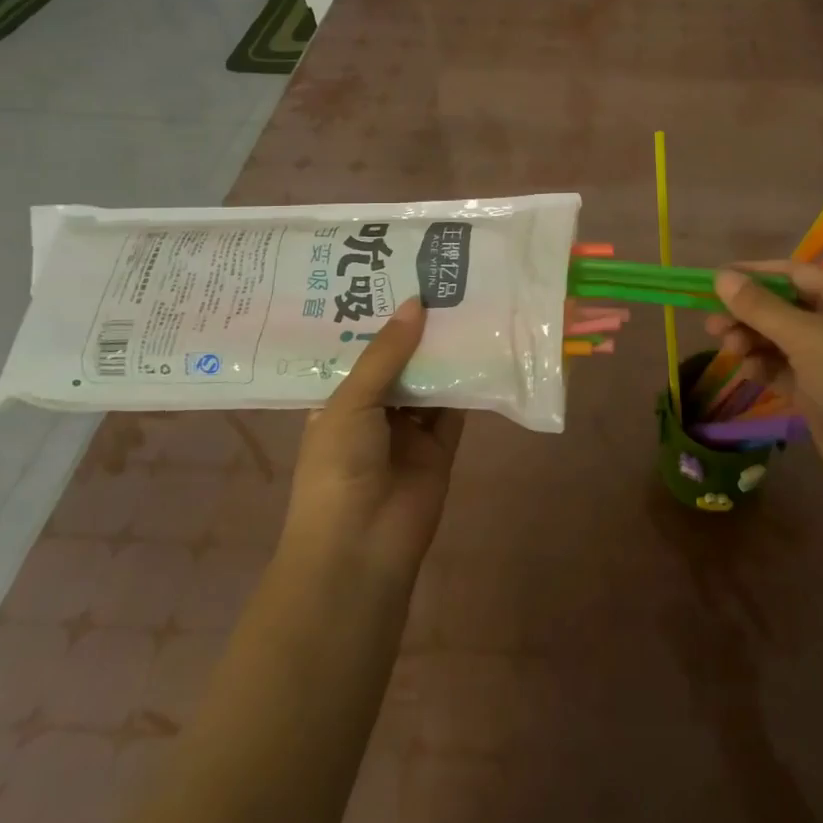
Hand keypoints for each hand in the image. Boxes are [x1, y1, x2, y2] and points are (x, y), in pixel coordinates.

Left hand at [283, 297, 465, 583]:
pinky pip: (457, 408)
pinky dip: (469, 383)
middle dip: (416, 329)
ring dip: (445, 352)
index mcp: (338, 400)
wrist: (362, 546)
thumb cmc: (339, 468)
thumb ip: (386, 354)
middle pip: (399, 362)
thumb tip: (416, 302)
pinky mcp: (441, 446)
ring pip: (430, 381)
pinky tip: (484, 346)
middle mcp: (373, 411)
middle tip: (441, 281)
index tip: (397, 276)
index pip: (359, 351)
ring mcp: (408, 430)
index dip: (376, 318)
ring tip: (466, 302)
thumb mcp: (351, 402)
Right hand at [706, 260, 822, 488]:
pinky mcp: (816, 388)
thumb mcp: (804, 335)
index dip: (753, 274)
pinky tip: (747, 370)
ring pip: (777, 338)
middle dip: (746, 313)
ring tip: (729, 348)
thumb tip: (721, 275)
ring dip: (751, 340)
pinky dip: (762, 365)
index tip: (716, 279)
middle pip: (781, 307)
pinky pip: (781, 367)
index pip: (791, 273)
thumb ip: (759, 306)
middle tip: (712, 324)